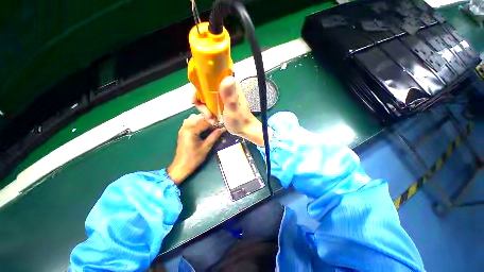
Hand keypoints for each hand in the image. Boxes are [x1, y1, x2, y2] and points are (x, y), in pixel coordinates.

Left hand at [167, 114, 223, 184]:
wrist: (181, 166)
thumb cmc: (194, 158)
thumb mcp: (206, 147)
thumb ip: (214, 136)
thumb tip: (222, 129)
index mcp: (191, 130)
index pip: (205, 122)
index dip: (214, 124)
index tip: (221, 127)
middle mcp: (185, 126)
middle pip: (200, 118)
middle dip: (209, 121)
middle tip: (217, 126)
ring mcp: (183, 128)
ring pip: (194, 118)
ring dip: (203, 120)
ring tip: (211, 126)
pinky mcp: (182, 131)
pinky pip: (190, 121)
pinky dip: (197, 122)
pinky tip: (203, 127)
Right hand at [193, 76, 272, 145]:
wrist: (245, 129)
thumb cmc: (240, 120)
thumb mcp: (233, 109)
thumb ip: (229, 96)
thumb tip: (227, 78)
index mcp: (228, 84)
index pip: (207, 77)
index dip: (198, 87)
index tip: (196, 100)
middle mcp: (224, 87)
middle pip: (203, 89)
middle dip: (202, 103)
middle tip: (208, 115)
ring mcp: (222, 95)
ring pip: (205, 98)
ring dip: (205, 110)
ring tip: (212, 120)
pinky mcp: (221, 102)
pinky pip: (209, 104)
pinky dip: (208, 112)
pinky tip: (213, 120)